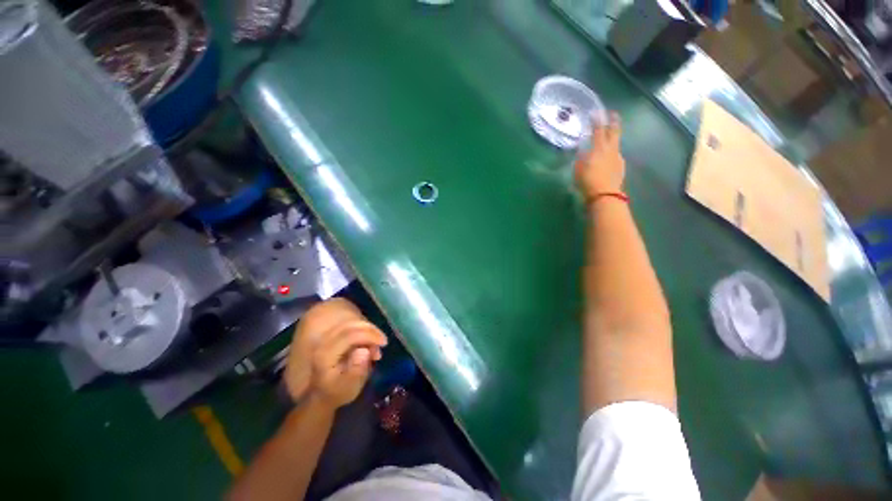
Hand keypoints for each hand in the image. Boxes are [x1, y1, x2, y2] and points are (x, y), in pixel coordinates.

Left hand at [285, 299, 386, 408]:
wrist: (320, 395)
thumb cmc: (338, 392)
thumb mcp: (349, 388)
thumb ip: (356, 371)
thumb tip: (364, 351)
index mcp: (325, 354)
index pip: (350, 335)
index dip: (370, 335)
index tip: (383, 344)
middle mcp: (323, 341)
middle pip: (351, 325)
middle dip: (371, 330)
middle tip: (383, 341)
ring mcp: (326, 336)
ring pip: (350, 322)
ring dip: (368, 329)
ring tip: (377, 344)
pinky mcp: (331, 334)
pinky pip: (349, 323)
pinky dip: (363, 329)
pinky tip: (369, 341)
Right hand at [574, 112, 624, 199]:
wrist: (604, 195)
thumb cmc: (587, 181)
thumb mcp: (578, 169)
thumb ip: (580, 158)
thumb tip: (582, 151)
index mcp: (598, 148)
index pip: (598, 130)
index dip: (597, 120)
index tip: (596, 112)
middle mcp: (610, 150)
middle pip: (614, 132)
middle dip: (613, 122)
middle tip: (613, 114)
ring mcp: (617, 158)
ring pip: (616, 144)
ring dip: (613, 138)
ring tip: (608, 138)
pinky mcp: (620, 167)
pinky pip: (616, 155)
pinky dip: (612, 153)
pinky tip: (607, 158)